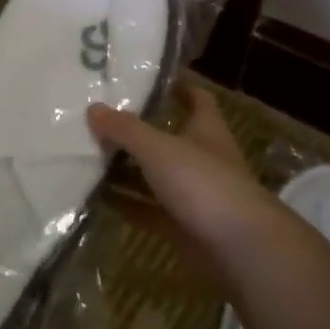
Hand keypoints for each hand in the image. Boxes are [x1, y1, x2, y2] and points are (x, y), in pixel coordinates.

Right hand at [88, 84, 286, 279]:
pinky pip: (148, 210)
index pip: (196, 98)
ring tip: (89, 155)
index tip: (149, 79)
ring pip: (155, 176)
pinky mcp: (183, 227)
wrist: (240, 249)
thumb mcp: (159, 148)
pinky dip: (126, 203)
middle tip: (100, 118)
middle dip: (138, 130)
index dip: (178, 86)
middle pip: (168, 138)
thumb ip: (125, 129)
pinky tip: (97, 197)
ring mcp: (194, 195)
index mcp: (206, 129)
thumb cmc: (204, 183)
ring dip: (127, 169)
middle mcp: (202, 158)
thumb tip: (93, 108)